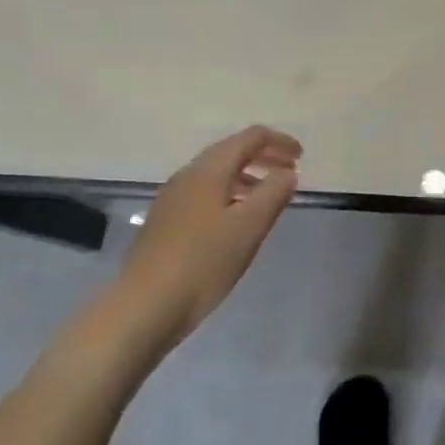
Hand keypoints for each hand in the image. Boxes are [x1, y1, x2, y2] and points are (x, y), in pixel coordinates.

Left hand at [114, 125, 302, 350]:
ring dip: (247, 176)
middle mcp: (188, 174)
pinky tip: (236, 222)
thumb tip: (287, 172)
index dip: (279, 141)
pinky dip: (230, 194)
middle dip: (264, 157)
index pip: (250, 137)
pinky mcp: (165, 221)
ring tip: (269, 198)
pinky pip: (205, 193)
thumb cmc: (203, 262)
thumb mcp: (249, 227)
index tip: (301, 156)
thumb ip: (273, 193)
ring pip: (217, 173)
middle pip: (232, 151)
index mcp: (210, 168)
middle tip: (290, 173)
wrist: (143, 307)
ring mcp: (173, 198)